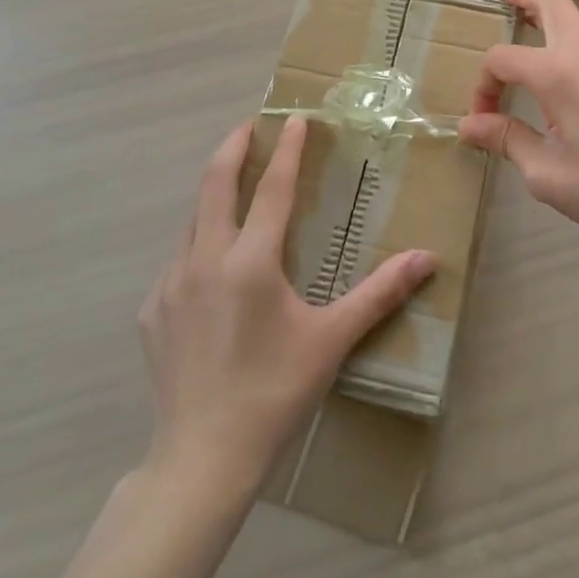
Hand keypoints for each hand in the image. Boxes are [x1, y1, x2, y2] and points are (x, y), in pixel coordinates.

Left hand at [138, 116, 436, 496]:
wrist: (201, 459)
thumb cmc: (274, 392)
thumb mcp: (331, 340)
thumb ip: (379, 294)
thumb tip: (427, 259)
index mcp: (250, 262)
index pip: (273, 188)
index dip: (287, 149)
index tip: (294, 118)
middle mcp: (204, 259)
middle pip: (215, 183)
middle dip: (233, 146)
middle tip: (250, 125)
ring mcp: (170, 284)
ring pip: (192, 220)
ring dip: (214, 194)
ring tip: (235, 187)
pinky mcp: (151, 311)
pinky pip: (177, 260)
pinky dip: (198, 242)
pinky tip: (212, 264)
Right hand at [456, 0, 578, 244]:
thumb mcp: (547, 173)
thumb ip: (506, 139)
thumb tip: (469, 125)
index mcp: (557, 71)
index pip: (502, 58)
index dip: (483, 84)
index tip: (484, 118)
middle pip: (550, 0)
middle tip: (504, 4)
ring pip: (577, 25)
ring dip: (551, 31)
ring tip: (538, 68)